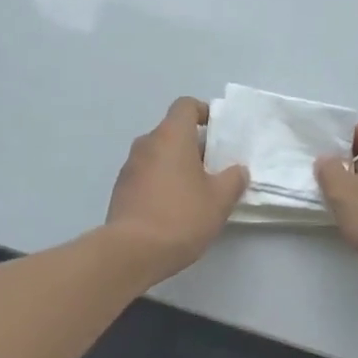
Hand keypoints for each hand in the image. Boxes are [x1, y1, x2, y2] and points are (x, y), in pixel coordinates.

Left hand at [104, 98, 248, 281]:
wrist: (132, 252)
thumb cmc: (180, 216)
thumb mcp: (219, 200)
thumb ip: (233, 180)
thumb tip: (237, 170)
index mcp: (171, 135)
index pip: (185, 106)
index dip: (203, 112)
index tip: (218, 131)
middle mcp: (147, 143)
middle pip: (172, 131)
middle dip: (193, 145)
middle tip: (214, 168)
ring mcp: (129, 166)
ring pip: (158, 155)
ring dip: (176, 165)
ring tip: (195, 192)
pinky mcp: (120, 190)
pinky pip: (146, 175)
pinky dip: (160, 182)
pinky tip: (173, 209)